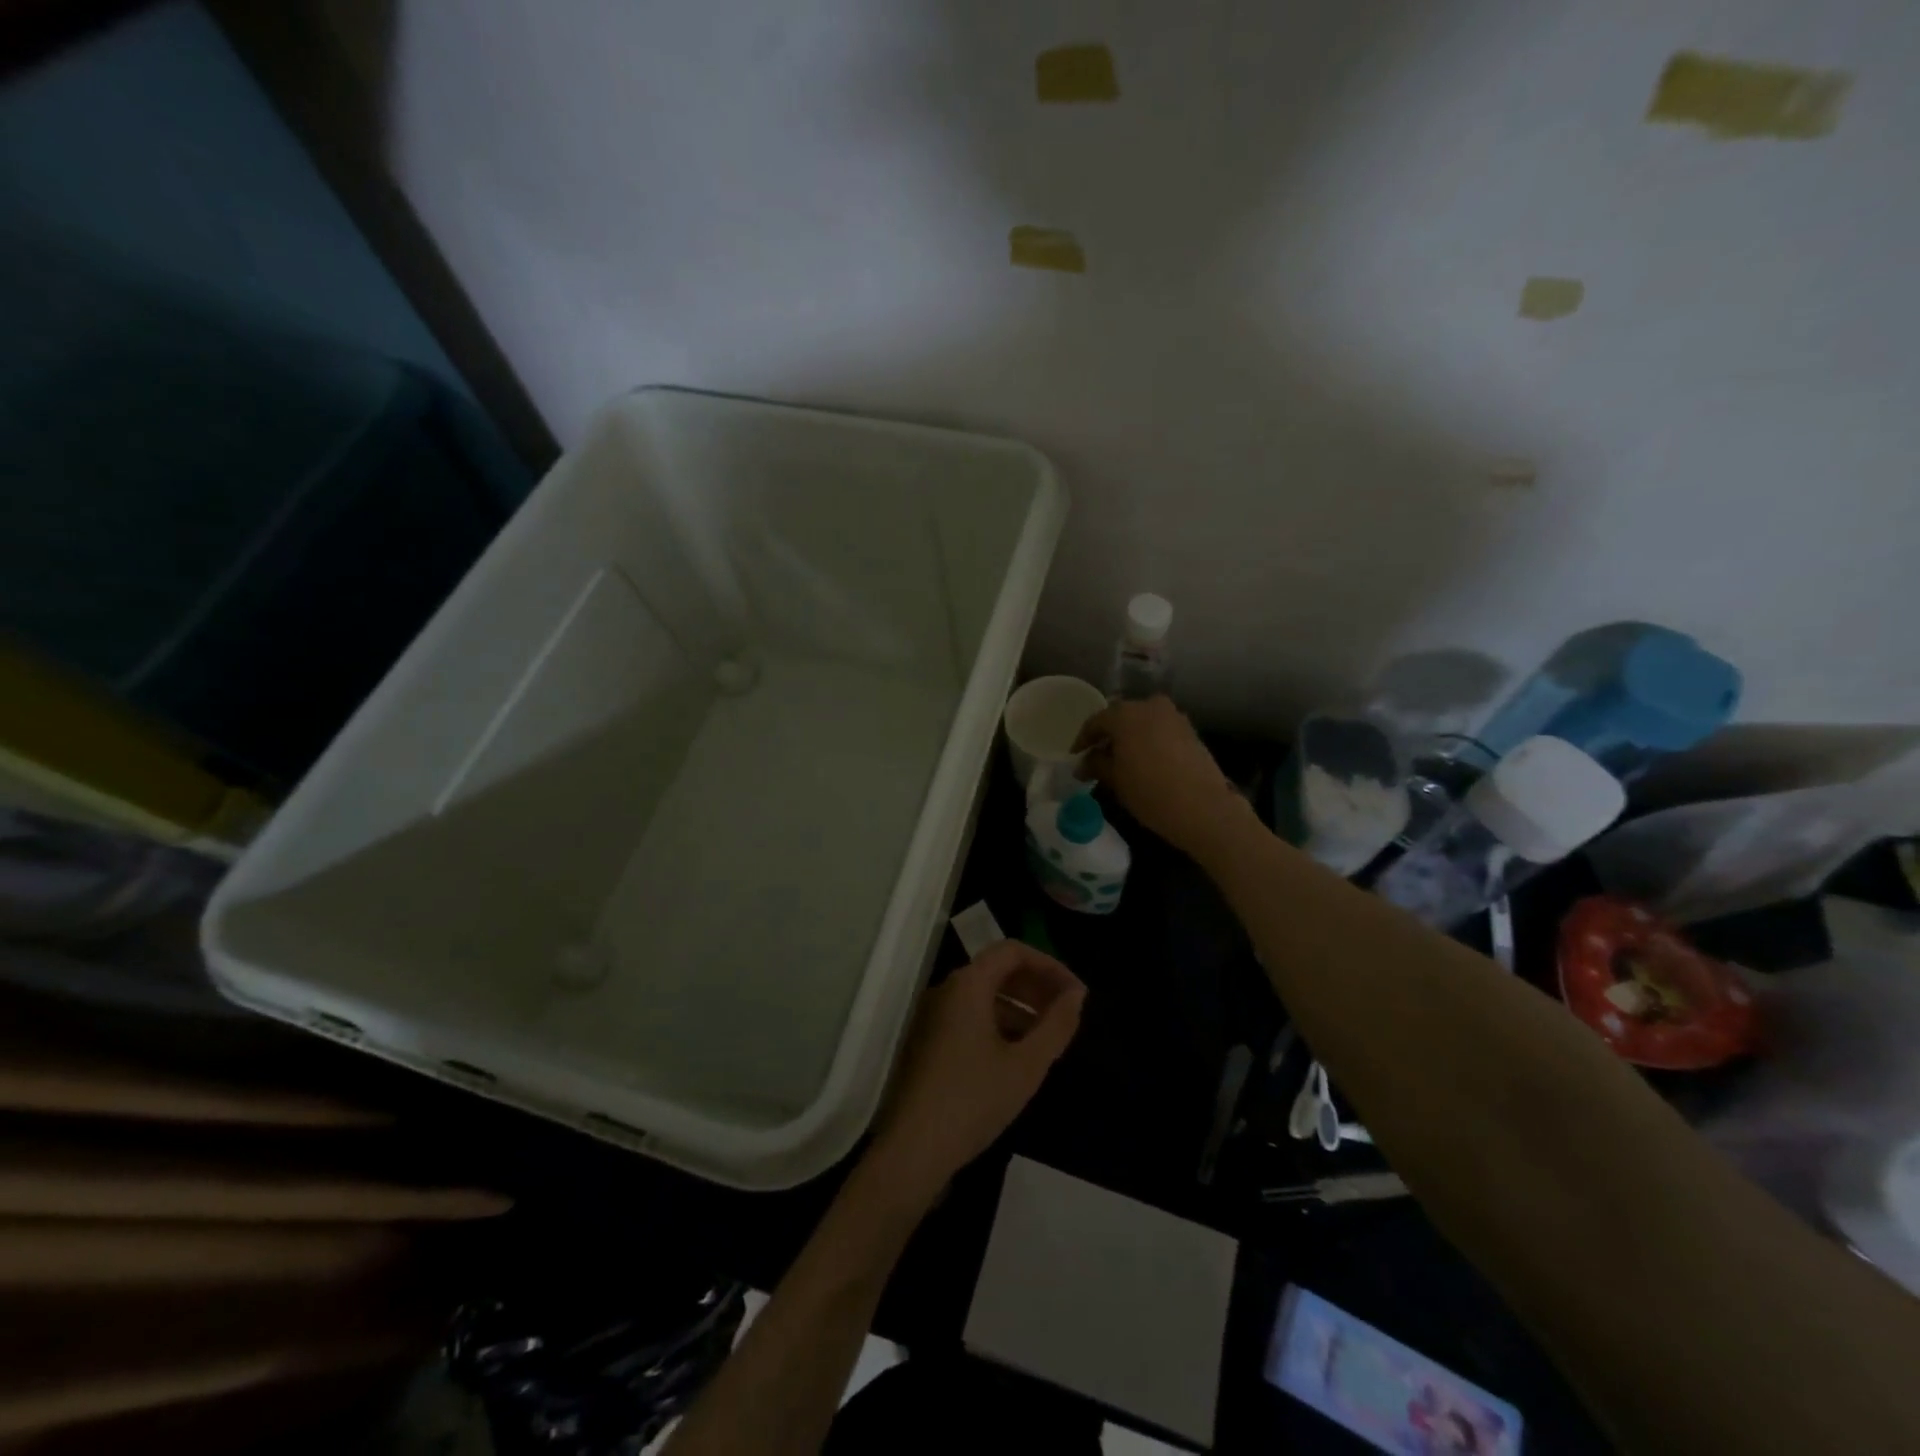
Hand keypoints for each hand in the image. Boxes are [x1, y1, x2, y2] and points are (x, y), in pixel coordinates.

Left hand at [869, 942, 1084, 1203]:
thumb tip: (1076, 995)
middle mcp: (947, 990)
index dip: (1049, 965)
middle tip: (1068, 1012)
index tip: (1076, 993)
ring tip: (1049, 1036)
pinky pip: (970, 1016)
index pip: (1013, 951)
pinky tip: (1018, 1055)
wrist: (913, 1149)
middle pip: (998, 970)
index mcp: (968, 985)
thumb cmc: (973, 1100)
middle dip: (1036, 985)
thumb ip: (1056, 1025)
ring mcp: (934, 1015)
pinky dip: (999, 1023)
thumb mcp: (1026, 1065)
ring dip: (1020, 1006)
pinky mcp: (929, 1041)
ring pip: (984, 995)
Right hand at [1074, 695, 1248, 855]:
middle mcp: (1150, 706)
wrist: (1204, 808)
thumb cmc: (1150, 792)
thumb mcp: (1115, 780)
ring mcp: (1174, 717)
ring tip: (1121, 761)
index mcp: (1125, 714)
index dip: (1083, 740)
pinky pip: (1160, 730)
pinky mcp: (1191, 731)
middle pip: (1121, 717)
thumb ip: (1096, 765)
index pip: (1096, 721)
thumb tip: (1084, 763)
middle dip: (1108, 736)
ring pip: (1143, 722)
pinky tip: (1144, 762)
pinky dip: (1149, 741)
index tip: (1076, 756)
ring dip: (1130, 738)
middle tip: (1097, 757)